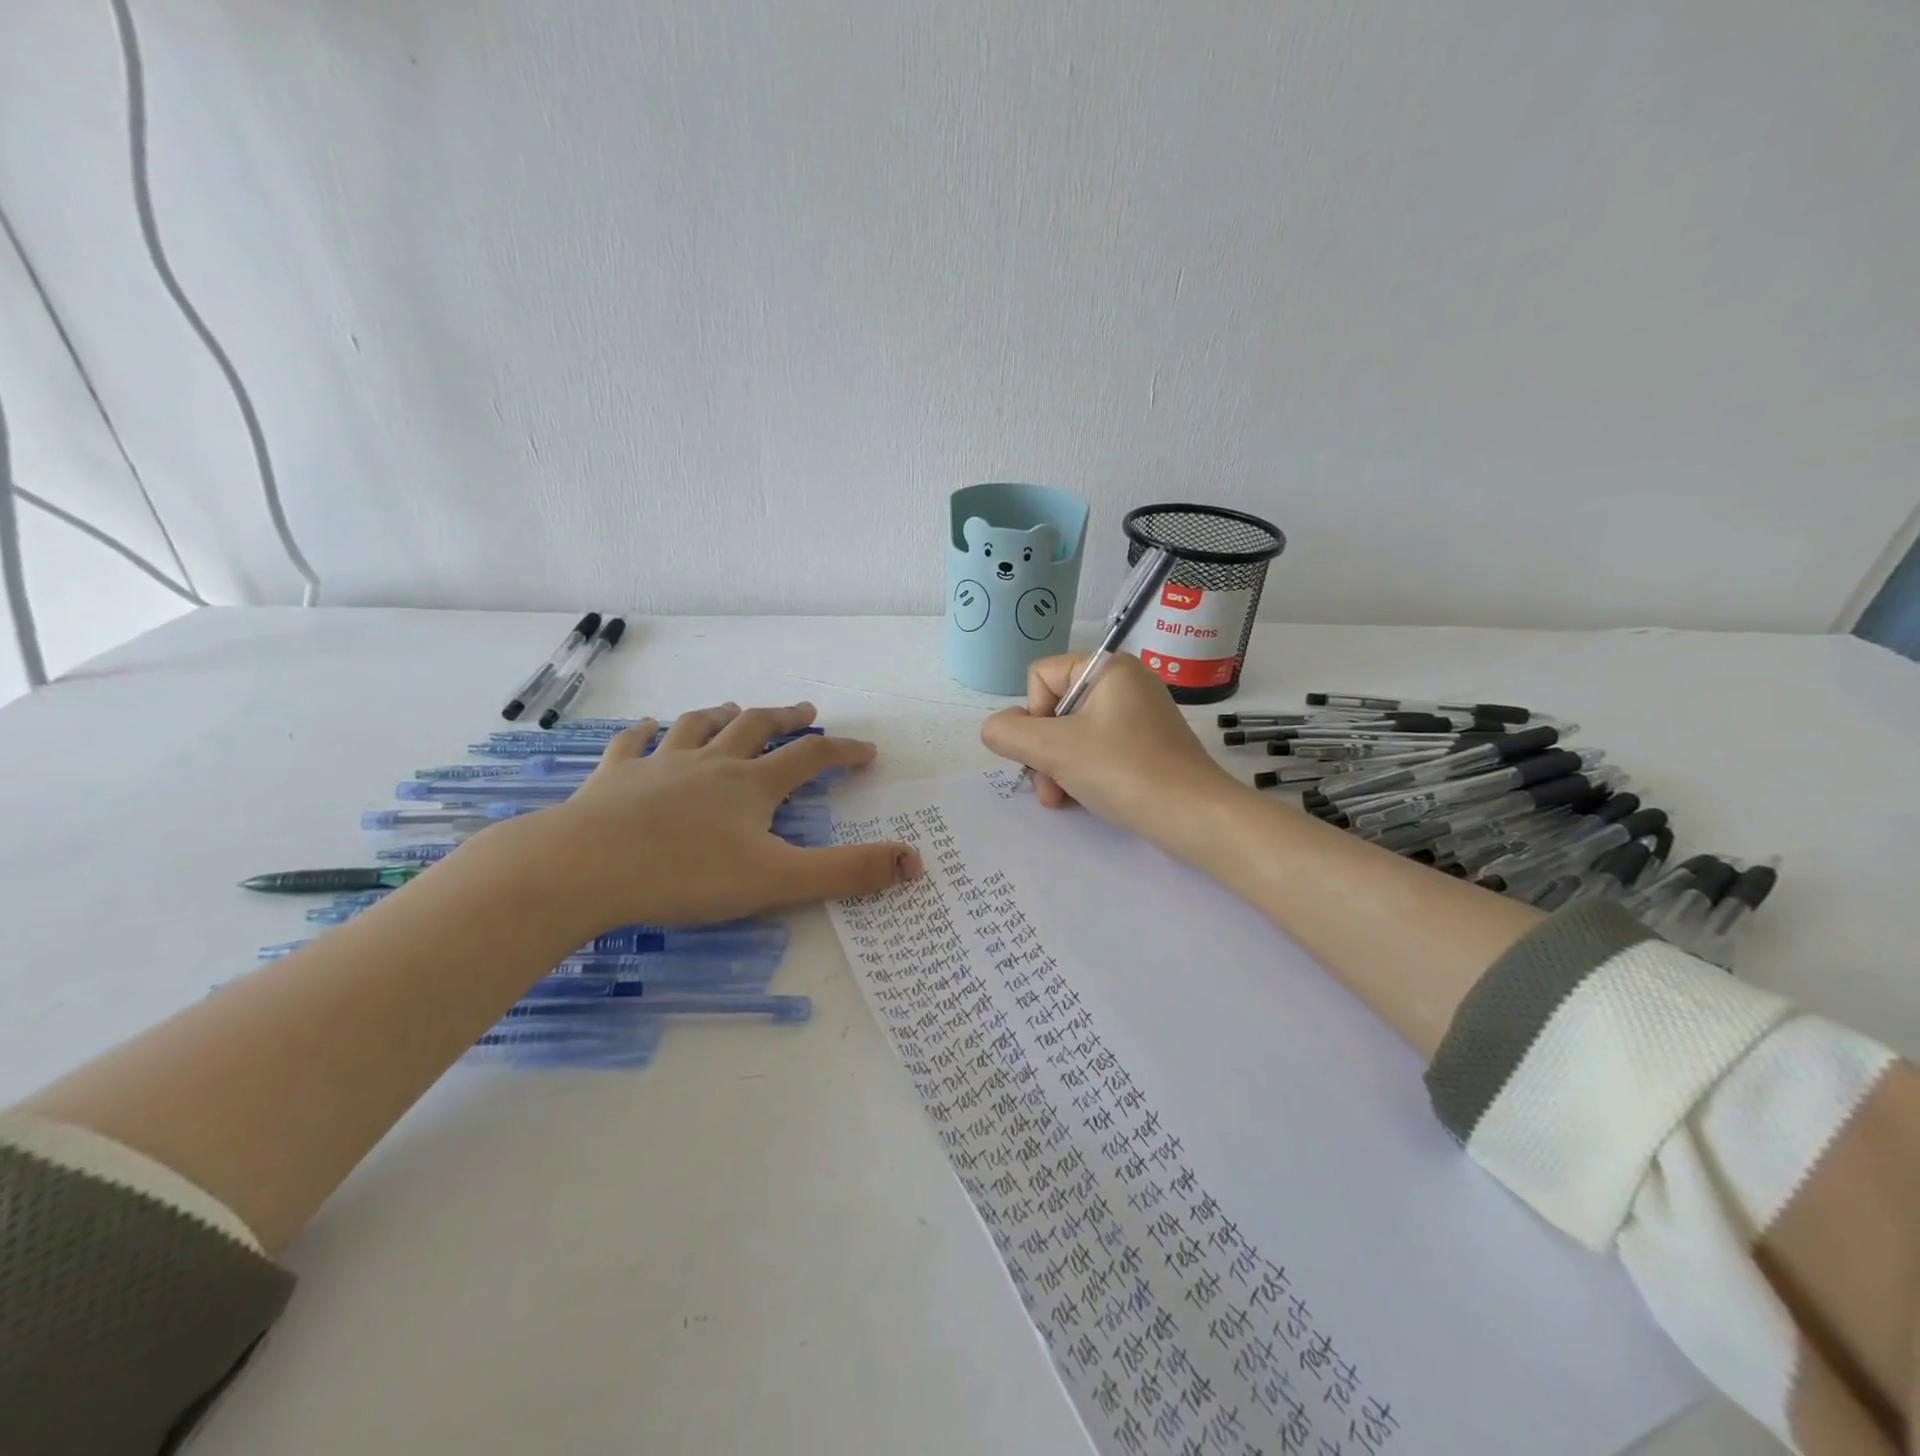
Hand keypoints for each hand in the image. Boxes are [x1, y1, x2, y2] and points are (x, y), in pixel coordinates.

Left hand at [510, 702, 920, 931]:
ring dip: (724, 715)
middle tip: (806, 711)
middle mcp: (711, 764)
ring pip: (699, 726)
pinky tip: (649, 727)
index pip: (811, 757)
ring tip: (738, 710)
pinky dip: (646, 732)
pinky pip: (633, 743)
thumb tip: (914, 861)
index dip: (844, 751)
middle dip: (787, 719)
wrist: (582, 869)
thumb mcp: (777, 880)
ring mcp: (659, 765)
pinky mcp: (613, 777)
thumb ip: (847, 872)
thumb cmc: (685, 875)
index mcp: (752, 786)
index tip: (867, 752)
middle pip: (757, 728)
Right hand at [979, 654, 1242, 855]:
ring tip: (1061, 799)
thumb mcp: (1054, 749)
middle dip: (1043, 751)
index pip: (1040, 677)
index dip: (1032, 716)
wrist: (1193, 816)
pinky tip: (1082, 799)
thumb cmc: (1123, 771)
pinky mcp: (1146, 745)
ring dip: (1057, 767)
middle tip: (1048, 787)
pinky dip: (1082, 773)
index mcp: (1108, 668)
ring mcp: (1138, 715)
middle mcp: (1124, 683)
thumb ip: (1009, 733)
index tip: (1047, 750)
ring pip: (1072, 734)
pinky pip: (1097, 749)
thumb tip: (995, 728)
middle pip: (1055, 708)